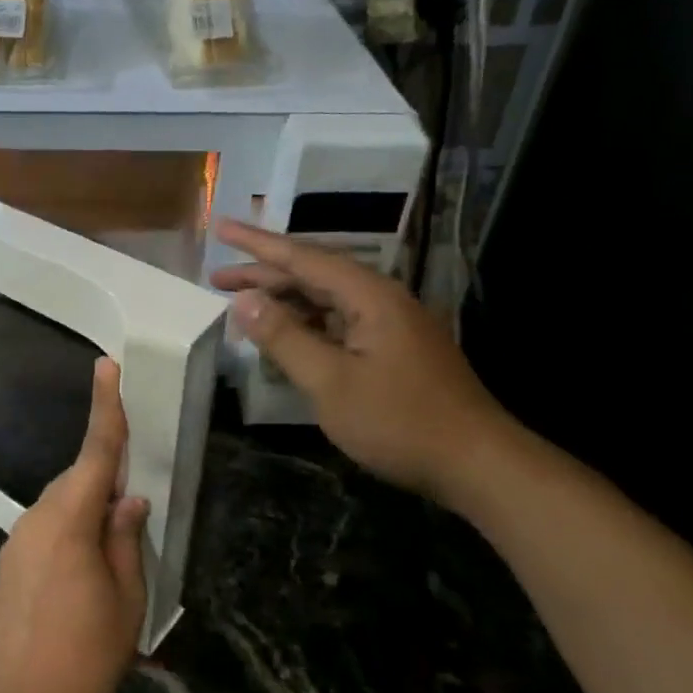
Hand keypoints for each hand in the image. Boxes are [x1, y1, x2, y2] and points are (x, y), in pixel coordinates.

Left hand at [0, 357, 148, 692]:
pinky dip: (72, 532)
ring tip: (115, 553)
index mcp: (69, 520)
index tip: (105, 366)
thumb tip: (130, 499)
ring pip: (62, 506)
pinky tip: (86, 571)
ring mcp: (17, 541)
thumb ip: (126, 541)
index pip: (94, 453)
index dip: (105, 408)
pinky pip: (48, 529)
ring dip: (90, 512)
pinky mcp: (9, 564)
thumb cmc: (82, 657)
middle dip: (106, 478)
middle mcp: (36, 519)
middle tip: (135, 502)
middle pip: (78, 480)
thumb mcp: (125, 602)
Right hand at [212, 218, 514, 504]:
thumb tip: (243, 300)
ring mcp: (390, 326)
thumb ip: (284, 337)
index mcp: (369, 297)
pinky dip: (304, 325)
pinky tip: (284, 337)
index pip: (303, 257)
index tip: (222, 228)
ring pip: (325, 301)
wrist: (477, 464)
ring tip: (240, 306)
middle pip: (313, 276)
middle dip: (263, 275)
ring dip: (283, 301)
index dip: (257, 244)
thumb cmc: (400, 421)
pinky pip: (338, 324)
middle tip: (216, 279)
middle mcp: (381, 300)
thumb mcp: (330, 382)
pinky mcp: (393, 351)